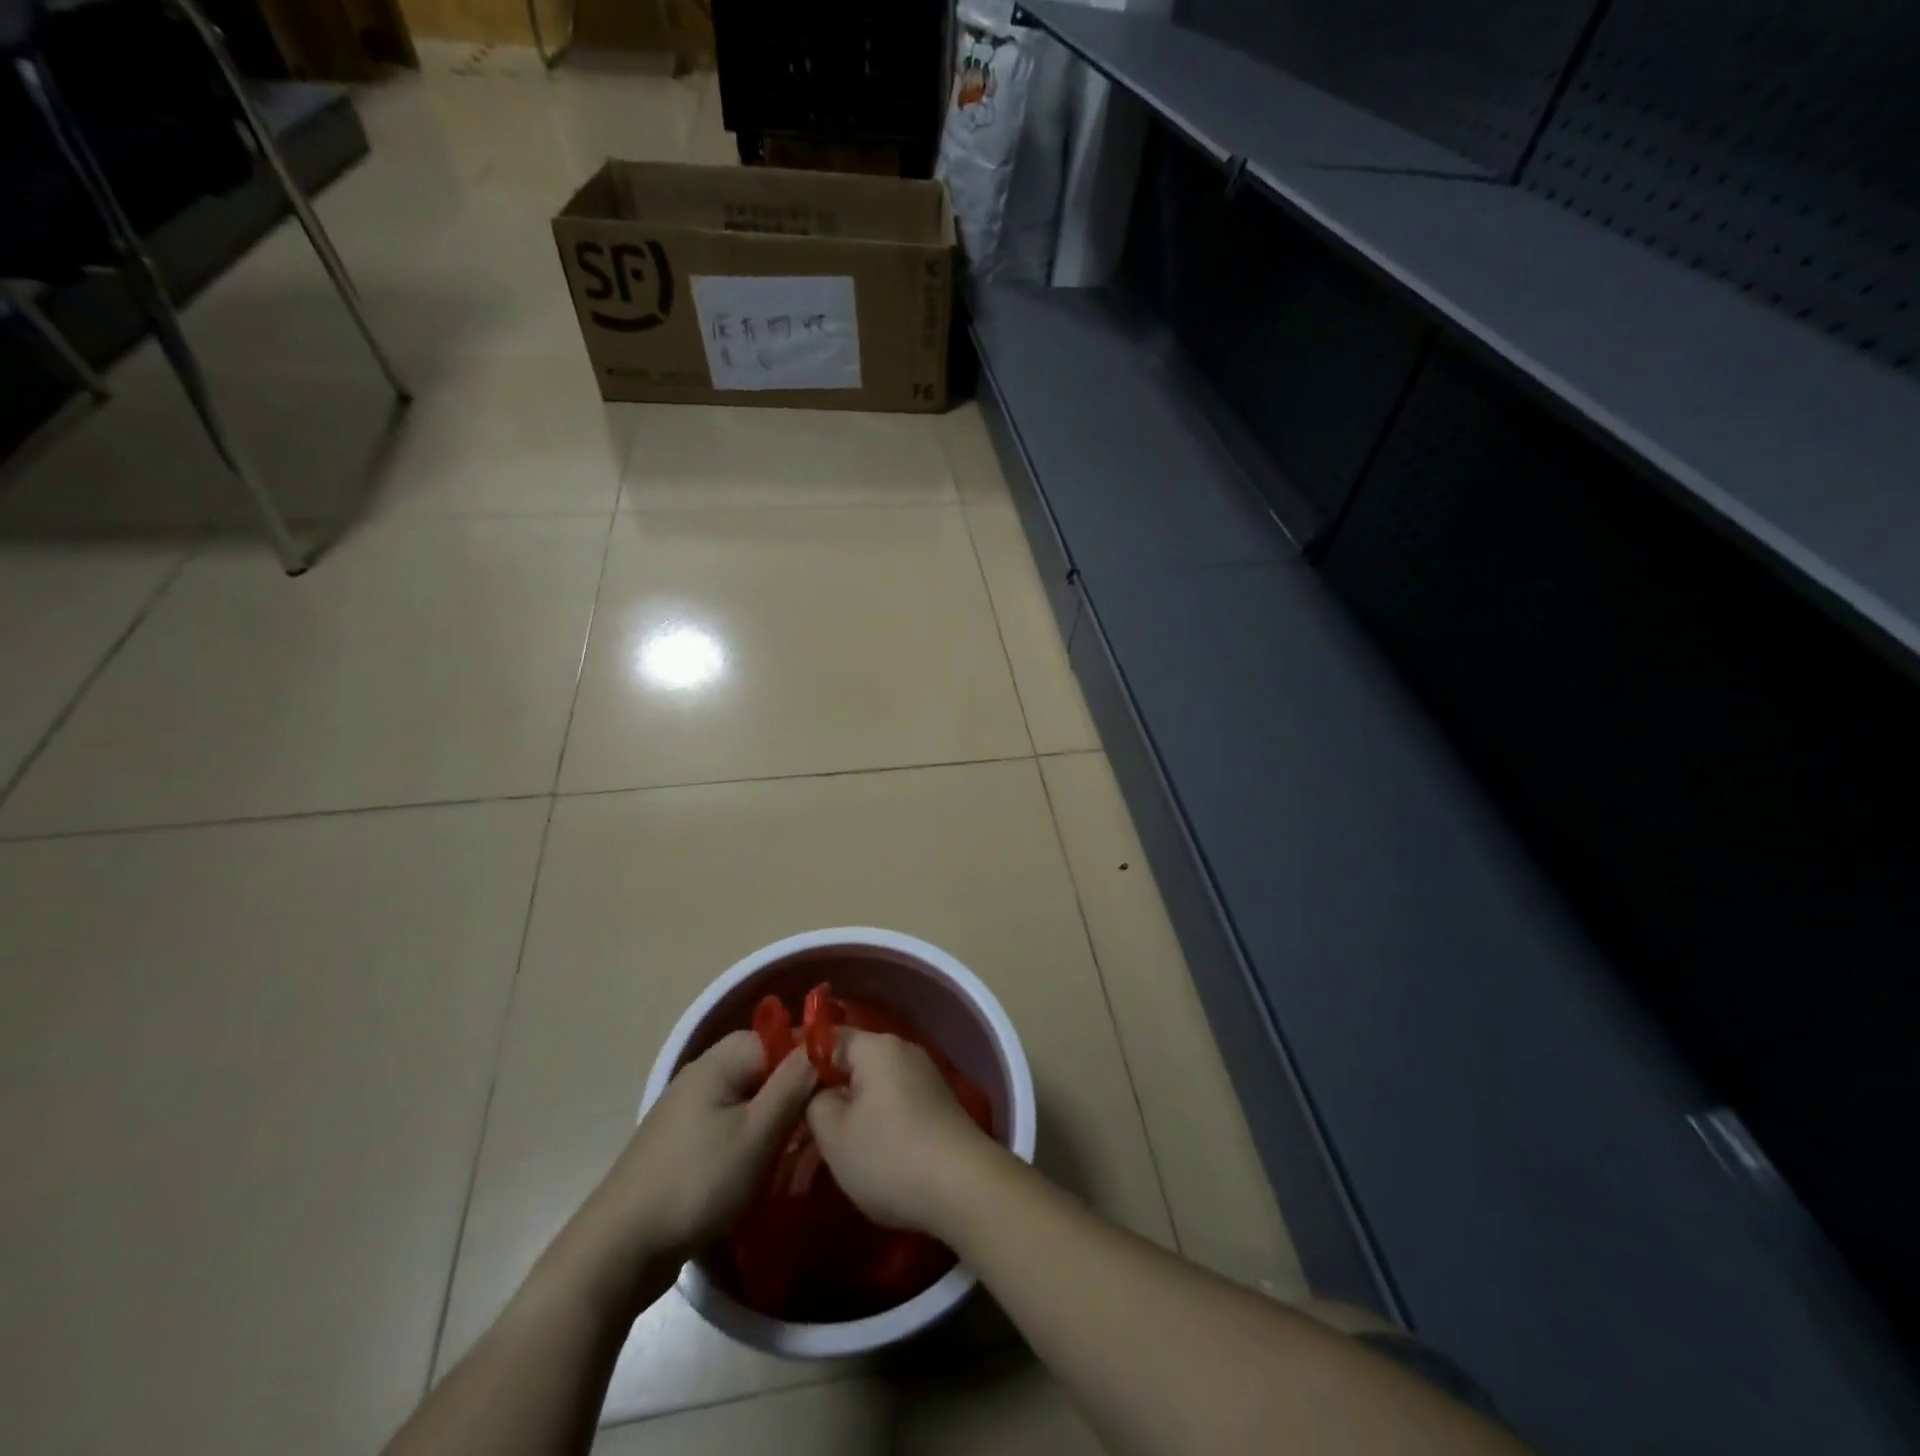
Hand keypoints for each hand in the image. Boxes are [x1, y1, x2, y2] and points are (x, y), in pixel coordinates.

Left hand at [549, 1031, 814, 1307]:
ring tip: (791, 1158)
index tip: (833, 1087)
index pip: (776, 1037)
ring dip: (772, 1124)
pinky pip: (727, 1128)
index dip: (806, 1058)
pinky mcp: (680, 1145)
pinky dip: (748, 1144)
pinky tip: (759, 1174)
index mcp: (717, 1063)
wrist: (619, 1249)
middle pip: (761, 1069)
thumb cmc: (697, 1182)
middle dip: (791, 1096)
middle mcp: (700, 1077)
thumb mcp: (757, 1134)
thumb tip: (820, 1045)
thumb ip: (791, 1085)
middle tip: (813, 1130)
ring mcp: (686, 1111)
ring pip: (747, 1102)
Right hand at [805, 1028, 998, 1236]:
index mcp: (876, 1046)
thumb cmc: (889, 1156)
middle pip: (851, 1062)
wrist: (964, 1187)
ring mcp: (924, 1076)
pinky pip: (893, 1101)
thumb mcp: (834, 1135)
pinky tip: (865, 1151)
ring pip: (872, 1085)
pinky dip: (875, 1119)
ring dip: (850, 1109)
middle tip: (798, 1124)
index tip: (776, 1088)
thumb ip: (814, 1102)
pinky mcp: (937, 1103)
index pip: (826, 1038)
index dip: (798, 1061)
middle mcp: (903, 1050)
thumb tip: (818, 1092)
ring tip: (827, 1145)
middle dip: (825, 1090)